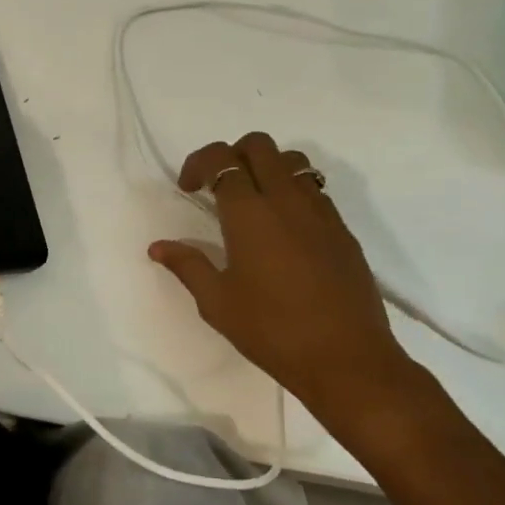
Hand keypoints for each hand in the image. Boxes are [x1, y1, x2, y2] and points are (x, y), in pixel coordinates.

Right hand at [149, 132, 432, 425]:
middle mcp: (287, 199)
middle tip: (219, 189)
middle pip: (259, 145)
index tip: (189, 189)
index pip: (222, 158)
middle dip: (233, 155)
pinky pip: (315, 190)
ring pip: (293, 161)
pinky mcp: (343, 230)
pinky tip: (286, 231)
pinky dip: (294, 192)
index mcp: (250, 213)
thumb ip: (188, 266)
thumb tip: (158, 247)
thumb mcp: (217, 303)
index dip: (199, 163)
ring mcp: (321, 212)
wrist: (346, 359)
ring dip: (267, 168)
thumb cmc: (272, 331)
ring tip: (255, 203)